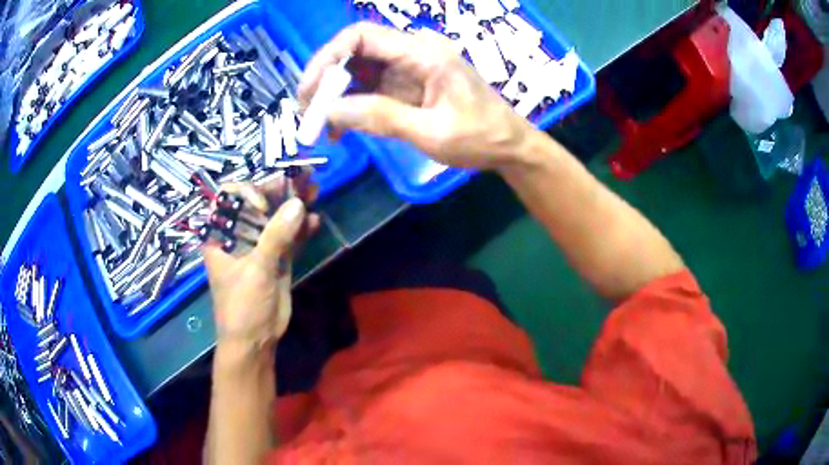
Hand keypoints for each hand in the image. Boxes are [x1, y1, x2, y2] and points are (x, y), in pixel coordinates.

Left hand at [203, 174, 318, 347]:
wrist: (255, 341)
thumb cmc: (242, 306)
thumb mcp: (256, 270)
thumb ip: (275, 236)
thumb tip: (298, 204)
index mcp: (221, 235)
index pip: (230, 199)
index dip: (248, 194)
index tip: (265, 205)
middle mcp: (238, 236)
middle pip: (257, 204)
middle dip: (279, 191)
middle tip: (302, 177)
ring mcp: (259, 247)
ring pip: (276, 218)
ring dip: (294, 205)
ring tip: (314, 190)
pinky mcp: (277, 259)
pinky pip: (290, 237)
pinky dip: (302, 229)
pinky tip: (315, 220)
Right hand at [299, 22, 536, 169]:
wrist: (510, 146)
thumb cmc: (480, 138)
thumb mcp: (431, 132)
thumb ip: (380, 117)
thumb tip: (329, 112)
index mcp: (424, 53)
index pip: (361, 36)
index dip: (328, 58)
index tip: (309, 90)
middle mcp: (414, 52)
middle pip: (356, 50)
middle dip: (327, 79)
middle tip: (309, 112)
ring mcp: (411, 67)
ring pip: (360, 69)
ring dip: (337, 94)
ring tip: (323, 126)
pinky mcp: (409, 84)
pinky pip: (372, 86)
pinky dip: (353, 103)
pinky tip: (343, 128)